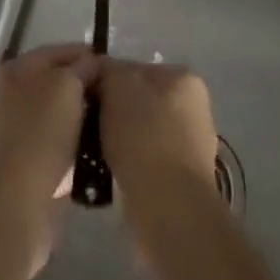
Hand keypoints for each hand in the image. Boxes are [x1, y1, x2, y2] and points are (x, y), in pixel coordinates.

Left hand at [0, 44, 96, 272]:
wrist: (11, 207)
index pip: (60, 52)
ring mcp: (13, 134)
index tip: (115, 70)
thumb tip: (91, 65)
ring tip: (110, 130)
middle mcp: (10, 96)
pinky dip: (73, 153)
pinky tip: (94, 159)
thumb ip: (82, 68)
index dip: (88, 56)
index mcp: (17, 69)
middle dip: (85, 91)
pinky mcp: (21, 169)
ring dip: (81, 124)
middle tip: (115, 101)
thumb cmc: (39, 135)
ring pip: (58, 119)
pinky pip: (55, 150)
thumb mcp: (67, 87)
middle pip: (57, 85)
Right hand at [96, 59, 218, 197]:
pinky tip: (109, 175)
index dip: (106, 81)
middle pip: (140, 102)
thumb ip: (107, 71)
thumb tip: (98, 71)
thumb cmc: (144, 137)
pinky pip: (146, 163)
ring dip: (120, 141)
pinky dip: (129, 166)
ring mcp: (191, 148)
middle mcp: (194, 109)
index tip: (84, 98)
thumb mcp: (118, 86)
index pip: (135, 69)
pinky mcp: (182, 183)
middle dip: (114, 113)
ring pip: (141, 134)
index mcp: (184, 79)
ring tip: (93, 153)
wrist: (169, 210)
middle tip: (86, 126)